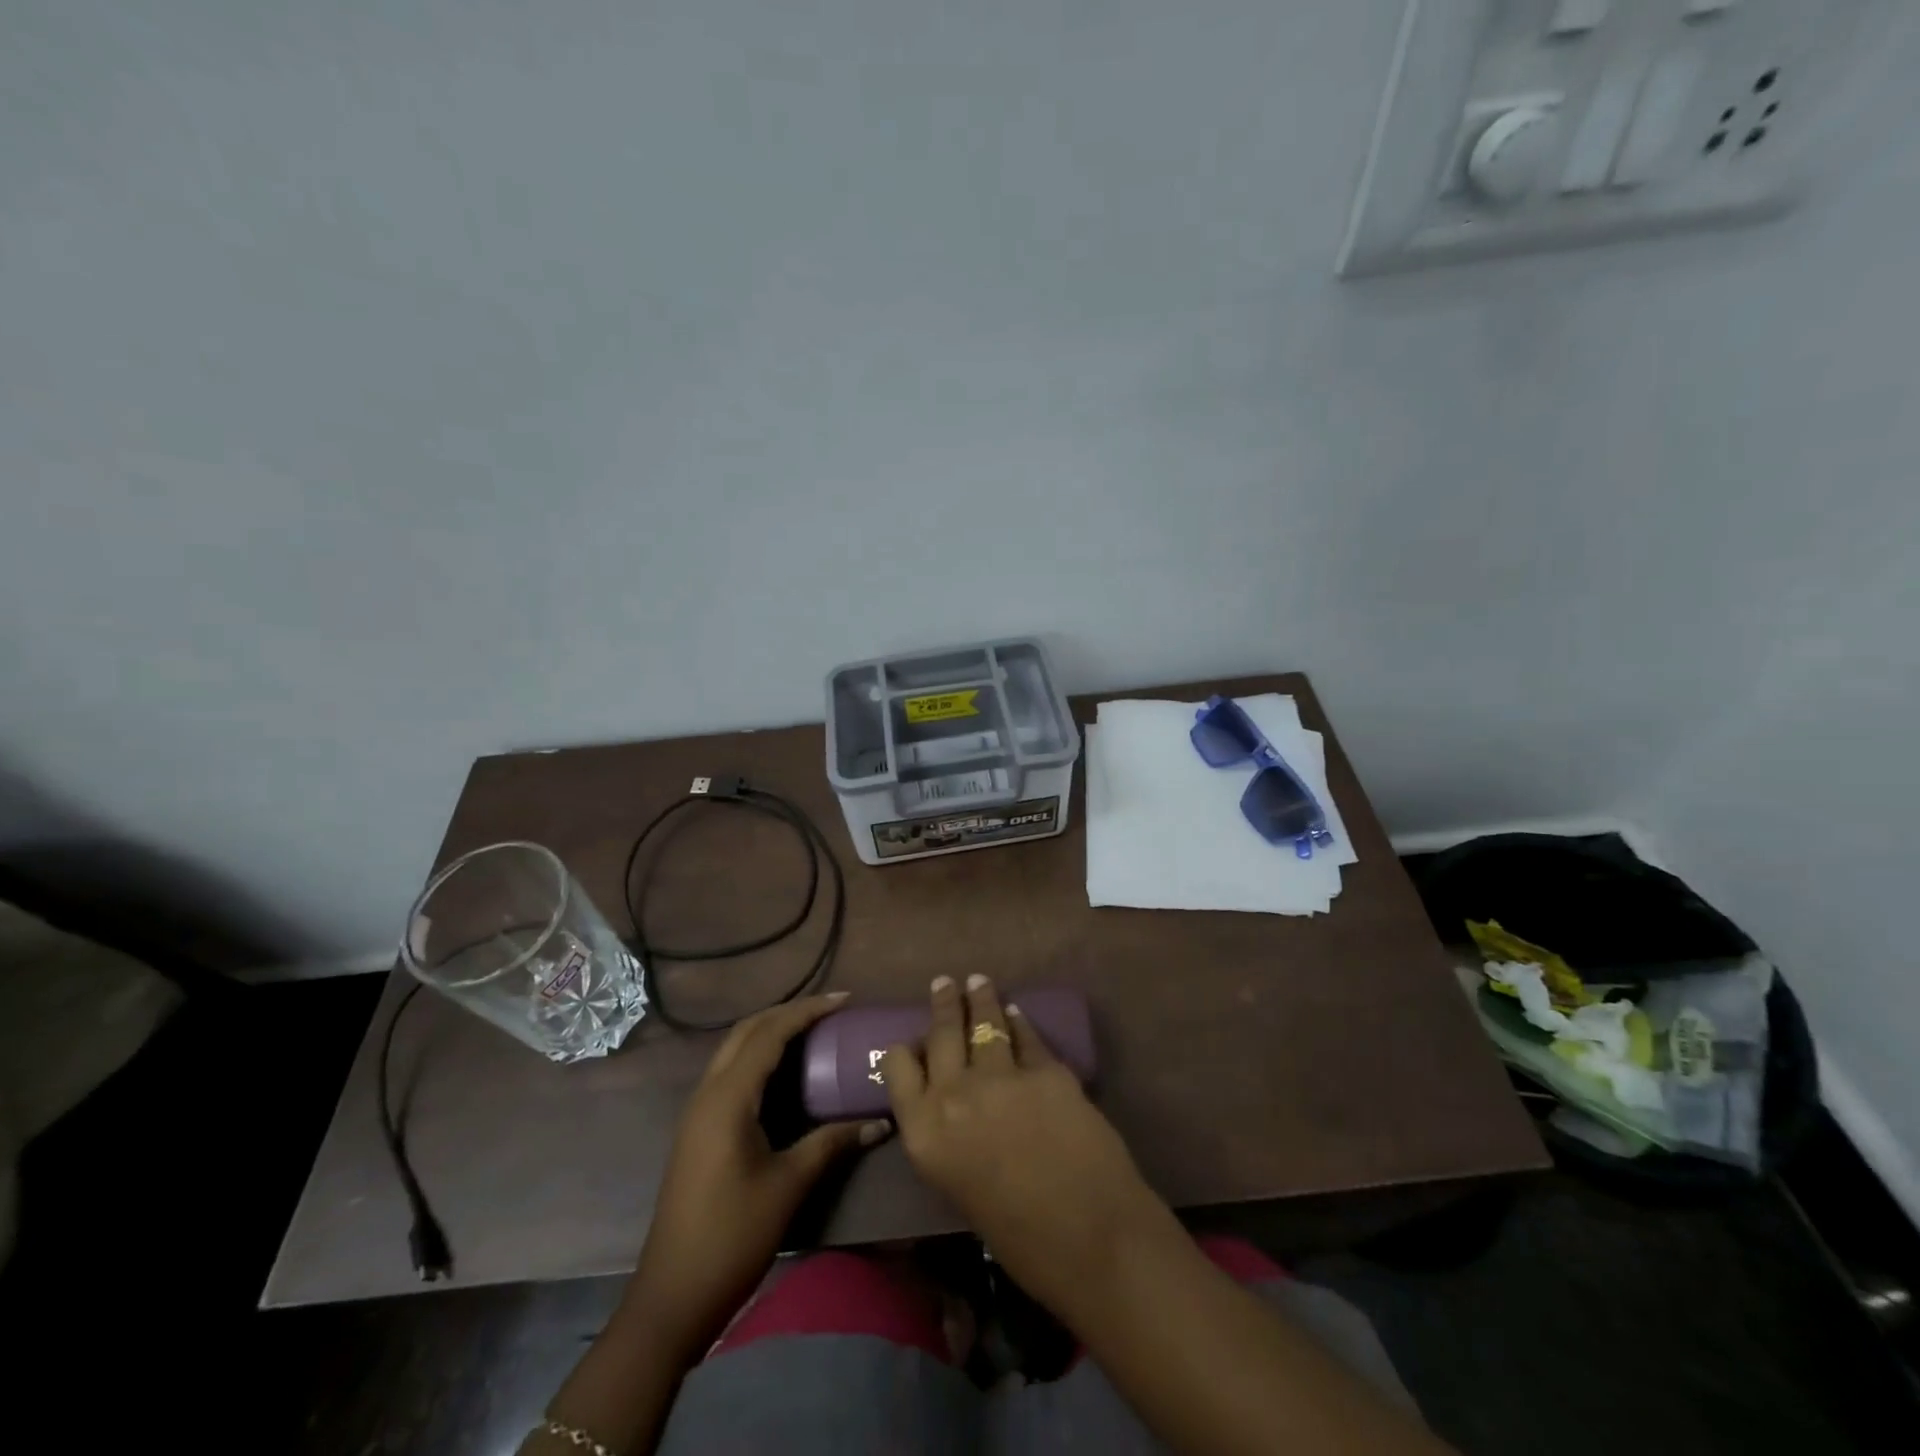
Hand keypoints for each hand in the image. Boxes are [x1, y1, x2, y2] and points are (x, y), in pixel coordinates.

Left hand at [630, 993, 890, 1361]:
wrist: (671, 1297)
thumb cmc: (732, 1237)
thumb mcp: (788, 1186)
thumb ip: (831, 1143)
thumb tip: (880, 1122)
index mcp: (728, 1098)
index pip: (769, 1033)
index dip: (808, 1011)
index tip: (845, 1000)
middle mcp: (708, 1092)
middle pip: (747, 1030)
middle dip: (788, 1012)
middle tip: (831, 1010)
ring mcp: (698, 1111)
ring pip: (735, 1049)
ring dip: (772, 1031)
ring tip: (814, 1030)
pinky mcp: (698, 1129)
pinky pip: (731, 1072)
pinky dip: (760, 1056)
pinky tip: (786, 1072)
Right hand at [882, 974, 1170, 1314]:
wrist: (1090, 1239)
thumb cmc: (1018, 1240)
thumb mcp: (959, 1188)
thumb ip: (948, 1139)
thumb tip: (954, 1108)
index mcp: (924, 1133)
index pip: (898, 1068)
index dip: (907, 1051)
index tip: (913, 1041)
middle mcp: (953, 1095)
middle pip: (941, 1035)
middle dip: (944, 1004)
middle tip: (945, 983)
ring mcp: (1001, 1077)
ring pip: (985, 1023)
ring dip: (981, 999)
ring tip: (978, 982)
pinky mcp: (1046, 1069)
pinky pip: (1026, 1037)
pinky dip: (1020, 1022)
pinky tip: (1018, 1014)